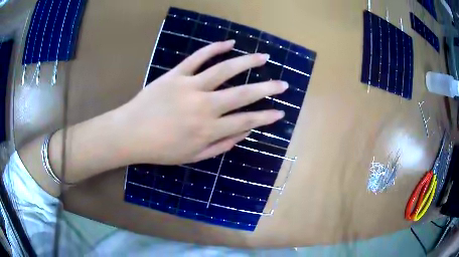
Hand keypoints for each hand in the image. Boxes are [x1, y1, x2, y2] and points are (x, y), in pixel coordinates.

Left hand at [117, 40, 287, 164]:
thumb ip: (220, 146)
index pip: (246, 121)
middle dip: (267, 89)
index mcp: (208, 129)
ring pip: (224, 70)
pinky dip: (214, 48)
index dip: (266, 117)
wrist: (130, 134)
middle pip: (242, 94)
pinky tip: (229, 43)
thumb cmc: (160, 149)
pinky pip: (197, 57)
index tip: (280, 112)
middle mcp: (204, 106)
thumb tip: (243, 134)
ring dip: (247, 62)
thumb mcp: (192, 156)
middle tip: (283, 84)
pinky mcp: (176, 74)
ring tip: (264, 57)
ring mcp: (190, 87)